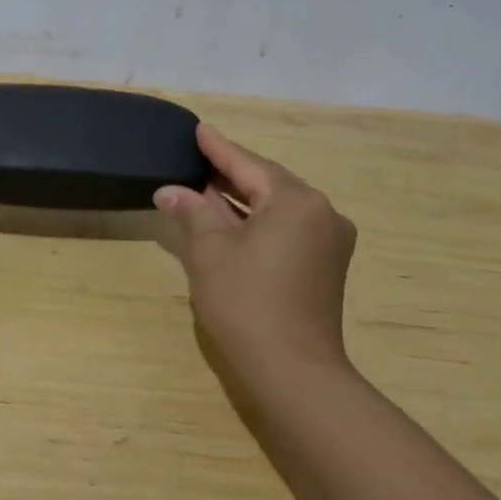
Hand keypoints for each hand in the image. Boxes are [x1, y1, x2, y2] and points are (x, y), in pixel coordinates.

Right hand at [155, 125, 357, 372]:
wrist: (294, 370)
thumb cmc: (246, 302)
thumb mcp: (210, 251)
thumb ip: (192, 212)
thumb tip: (170, 191)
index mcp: (296, 201)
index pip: (248, 164)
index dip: (218, 148)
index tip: (198, 129)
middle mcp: (322, 212)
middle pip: (268, 182)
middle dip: (231, 172)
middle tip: (197, 157)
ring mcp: (330, 240)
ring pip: (279, 206)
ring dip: (243, 198)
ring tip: (207, 185)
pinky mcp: (327, 264)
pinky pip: (288, 227)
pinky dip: (259, 220)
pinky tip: (233, 219)